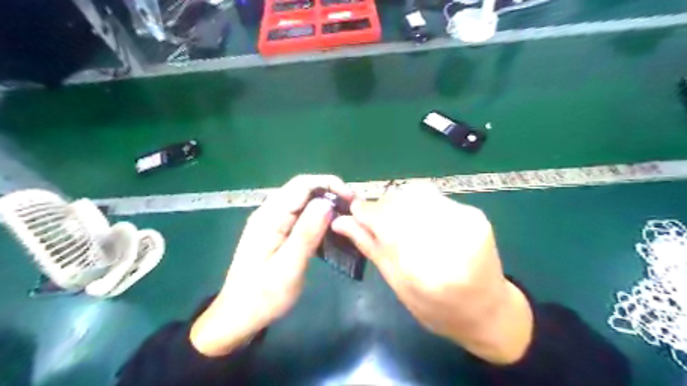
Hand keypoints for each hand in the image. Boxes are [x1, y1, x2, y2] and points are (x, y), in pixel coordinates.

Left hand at [190, 173, 350, 355]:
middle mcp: (270, 213)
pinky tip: (332, 229)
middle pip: (303, 190)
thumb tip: (327, 202)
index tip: (351, 199)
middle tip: (353, 209)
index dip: (329, 185)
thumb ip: (306, 233)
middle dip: (330, 193)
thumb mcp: (288, 267)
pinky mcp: (278, 232)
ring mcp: (273, 222)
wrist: (239, 316)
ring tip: (348, 217)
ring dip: (326, 205)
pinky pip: (301, 216)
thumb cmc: (263, 296)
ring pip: (304, 202)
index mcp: (270, 217)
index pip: (302, 185)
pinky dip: (319, 218)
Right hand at [330, 183, 533, 364]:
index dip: (366, 213)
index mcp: (427, 272)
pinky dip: (416, 203)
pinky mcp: (476, 213)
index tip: (353, 210)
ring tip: (395, 220)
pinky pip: (434, 197)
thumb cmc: (437, 308)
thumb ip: (370, 247)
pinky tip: (417, 219)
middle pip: (401, 203)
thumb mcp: (397, 284)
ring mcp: (467, 223)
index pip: (387, 224)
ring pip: (416, 194)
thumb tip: (340, 222)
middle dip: (381, 207)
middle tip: (373, 219)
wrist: (487, 310)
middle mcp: (451, 241)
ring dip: (398, 202)